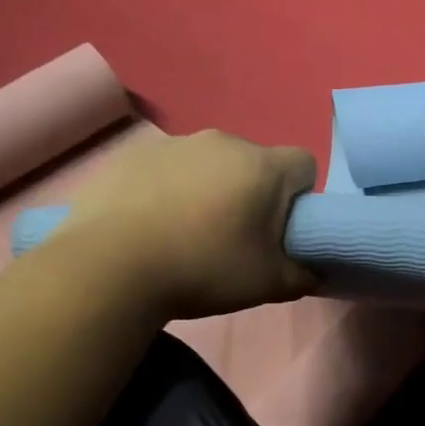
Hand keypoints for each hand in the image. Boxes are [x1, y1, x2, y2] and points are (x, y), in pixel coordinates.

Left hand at [58, 128, 317, 320]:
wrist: (108, 267)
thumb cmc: (203, 269)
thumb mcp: (268, 284)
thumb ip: (304, 275)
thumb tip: (316, 271)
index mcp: (262, 166)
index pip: (304, 164)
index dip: (301, 196)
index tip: (282, 228)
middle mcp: (222, 141)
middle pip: (255, 162)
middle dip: (253, 192)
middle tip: (235, 236)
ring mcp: (173, 144)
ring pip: (209, 163)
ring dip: (209, 188)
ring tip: (186, 232)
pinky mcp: (131, 154)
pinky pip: (167, 168)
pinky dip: (168, 189)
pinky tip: (151, 225)